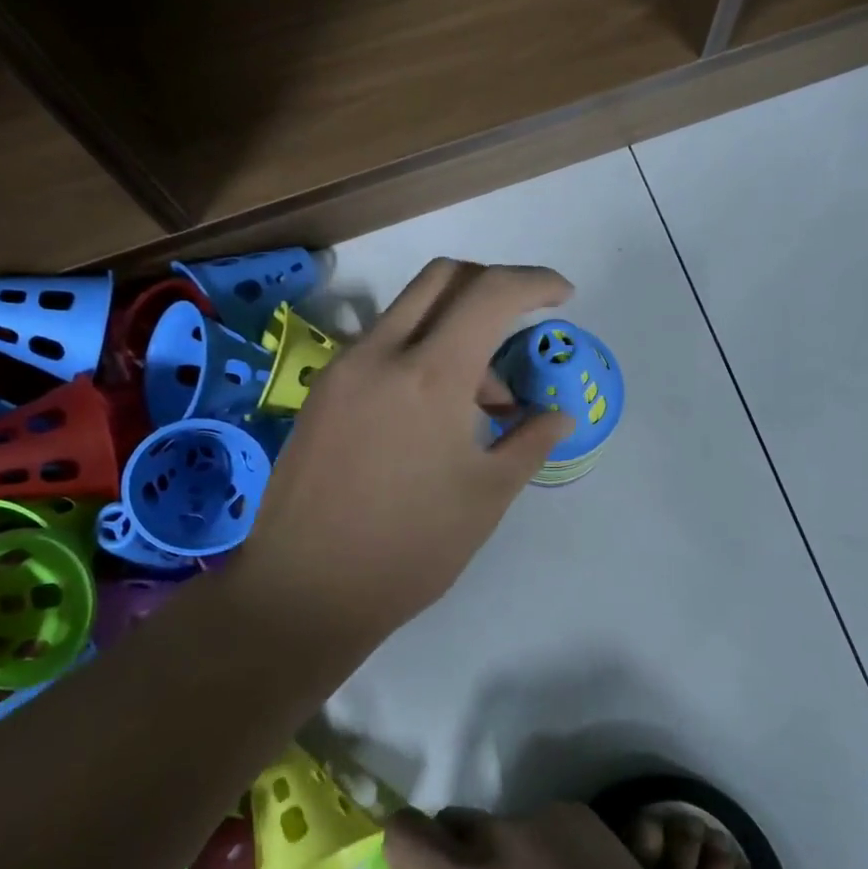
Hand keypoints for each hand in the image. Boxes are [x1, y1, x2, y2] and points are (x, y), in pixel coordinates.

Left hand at [234, 260, 575, 651]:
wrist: (304, 591)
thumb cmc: (409, 549)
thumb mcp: (486, 497)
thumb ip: (530, 442)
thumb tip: (558, 415)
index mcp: (429, 375)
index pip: (490, 292)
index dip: (535, 282)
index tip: (563, 296)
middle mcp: (380, 353)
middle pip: (443, 278)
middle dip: (491, 286)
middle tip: (520, 326)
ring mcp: (343, 370)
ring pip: (409, 312)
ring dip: (456, 330)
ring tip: (484, 403)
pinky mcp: (322, 393)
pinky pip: (381, 348)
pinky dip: (420, 355)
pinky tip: (434, 414)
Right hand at [374, 806, 713, 868]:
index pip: (407, 831)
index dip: (396, 842)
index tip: (404, 866)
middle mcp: (501, 837)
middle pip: (454, 824)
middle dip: (450, 852)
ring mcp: (545, 820)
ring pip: (502, 826)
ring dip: (500, 855)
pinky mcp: (581, 816)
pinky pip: (543, 824)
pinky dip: (542, 849)